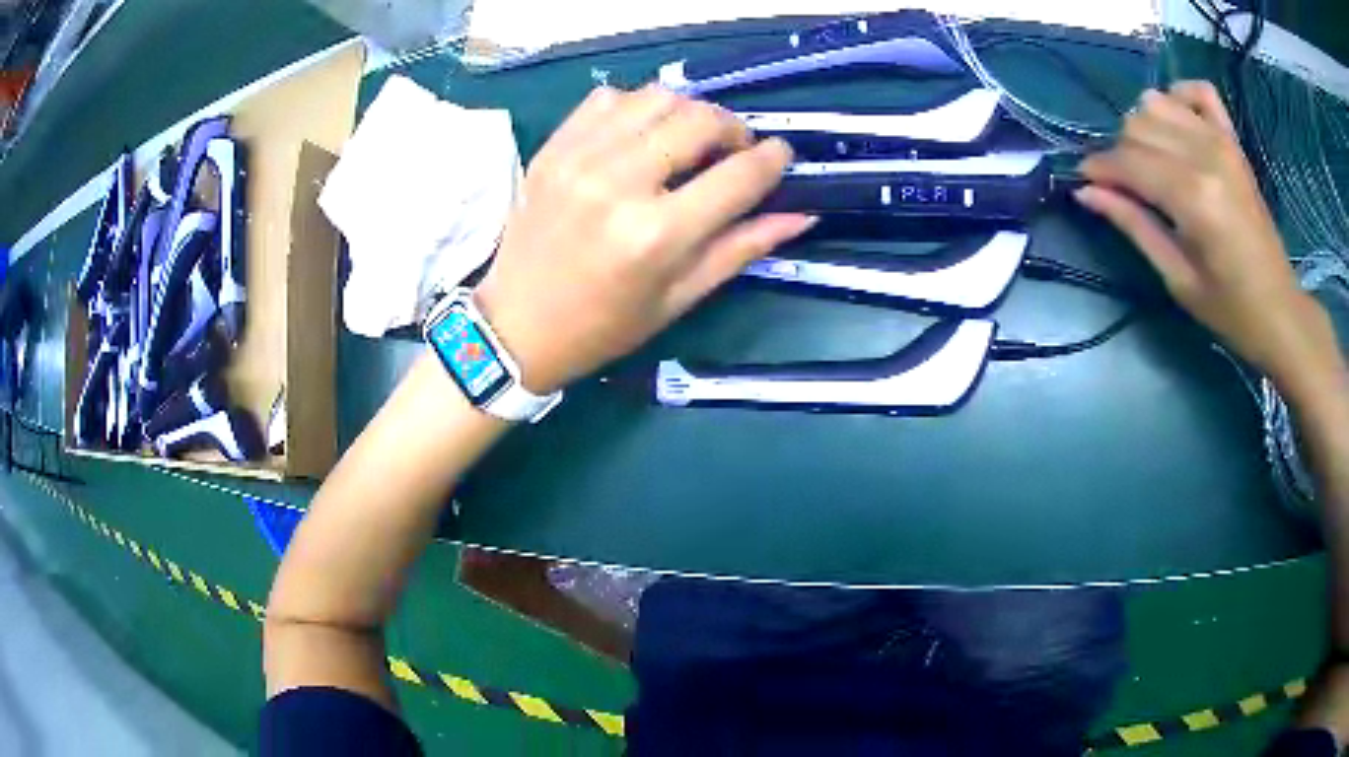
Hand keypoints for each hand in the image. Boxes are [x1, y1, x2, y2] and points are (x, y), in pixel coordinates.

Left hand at [473, 85, 815, 394]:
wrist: (516, 326)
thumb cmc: (604, 326)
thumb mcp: (680, 297)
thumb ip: (742, 248)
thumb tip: (801, 214)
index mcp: (657, 234)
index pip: (739, 174)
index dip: (772, 160)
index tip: (780, 156)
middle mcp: (619, 183)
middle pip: (700, 119)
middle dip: (733, 129)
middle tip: (733, 151)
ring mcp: (579, 158)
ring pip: (657, 98)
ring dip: (687, 113)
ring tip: (688, 141)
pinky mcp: (552, 148)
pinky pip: (608, 99)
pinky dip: (637, 107)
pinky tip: (641, 136)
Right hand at [1077, 81, 1339, 393]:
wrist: (1280, 310)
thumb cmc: (1230, 309)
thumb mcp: (1177, 278)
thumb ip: (1133, 225)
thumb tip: (1086, 192)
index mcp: (1192, 196)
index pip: (1127, 161)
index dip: (1098, 169)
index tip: (1085, 183)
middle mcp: (1204, 155)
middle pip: (1137, 125)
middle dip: (1121, 153)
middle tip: (1126, 188)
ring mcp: (1221, 141)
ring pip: (1157, 102)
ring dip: (1144, 126)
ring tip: (1151, 161)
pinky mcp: (1233, 141)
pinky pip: (1199, 91)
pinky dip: (1180, 97)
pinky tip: (1177, 124)